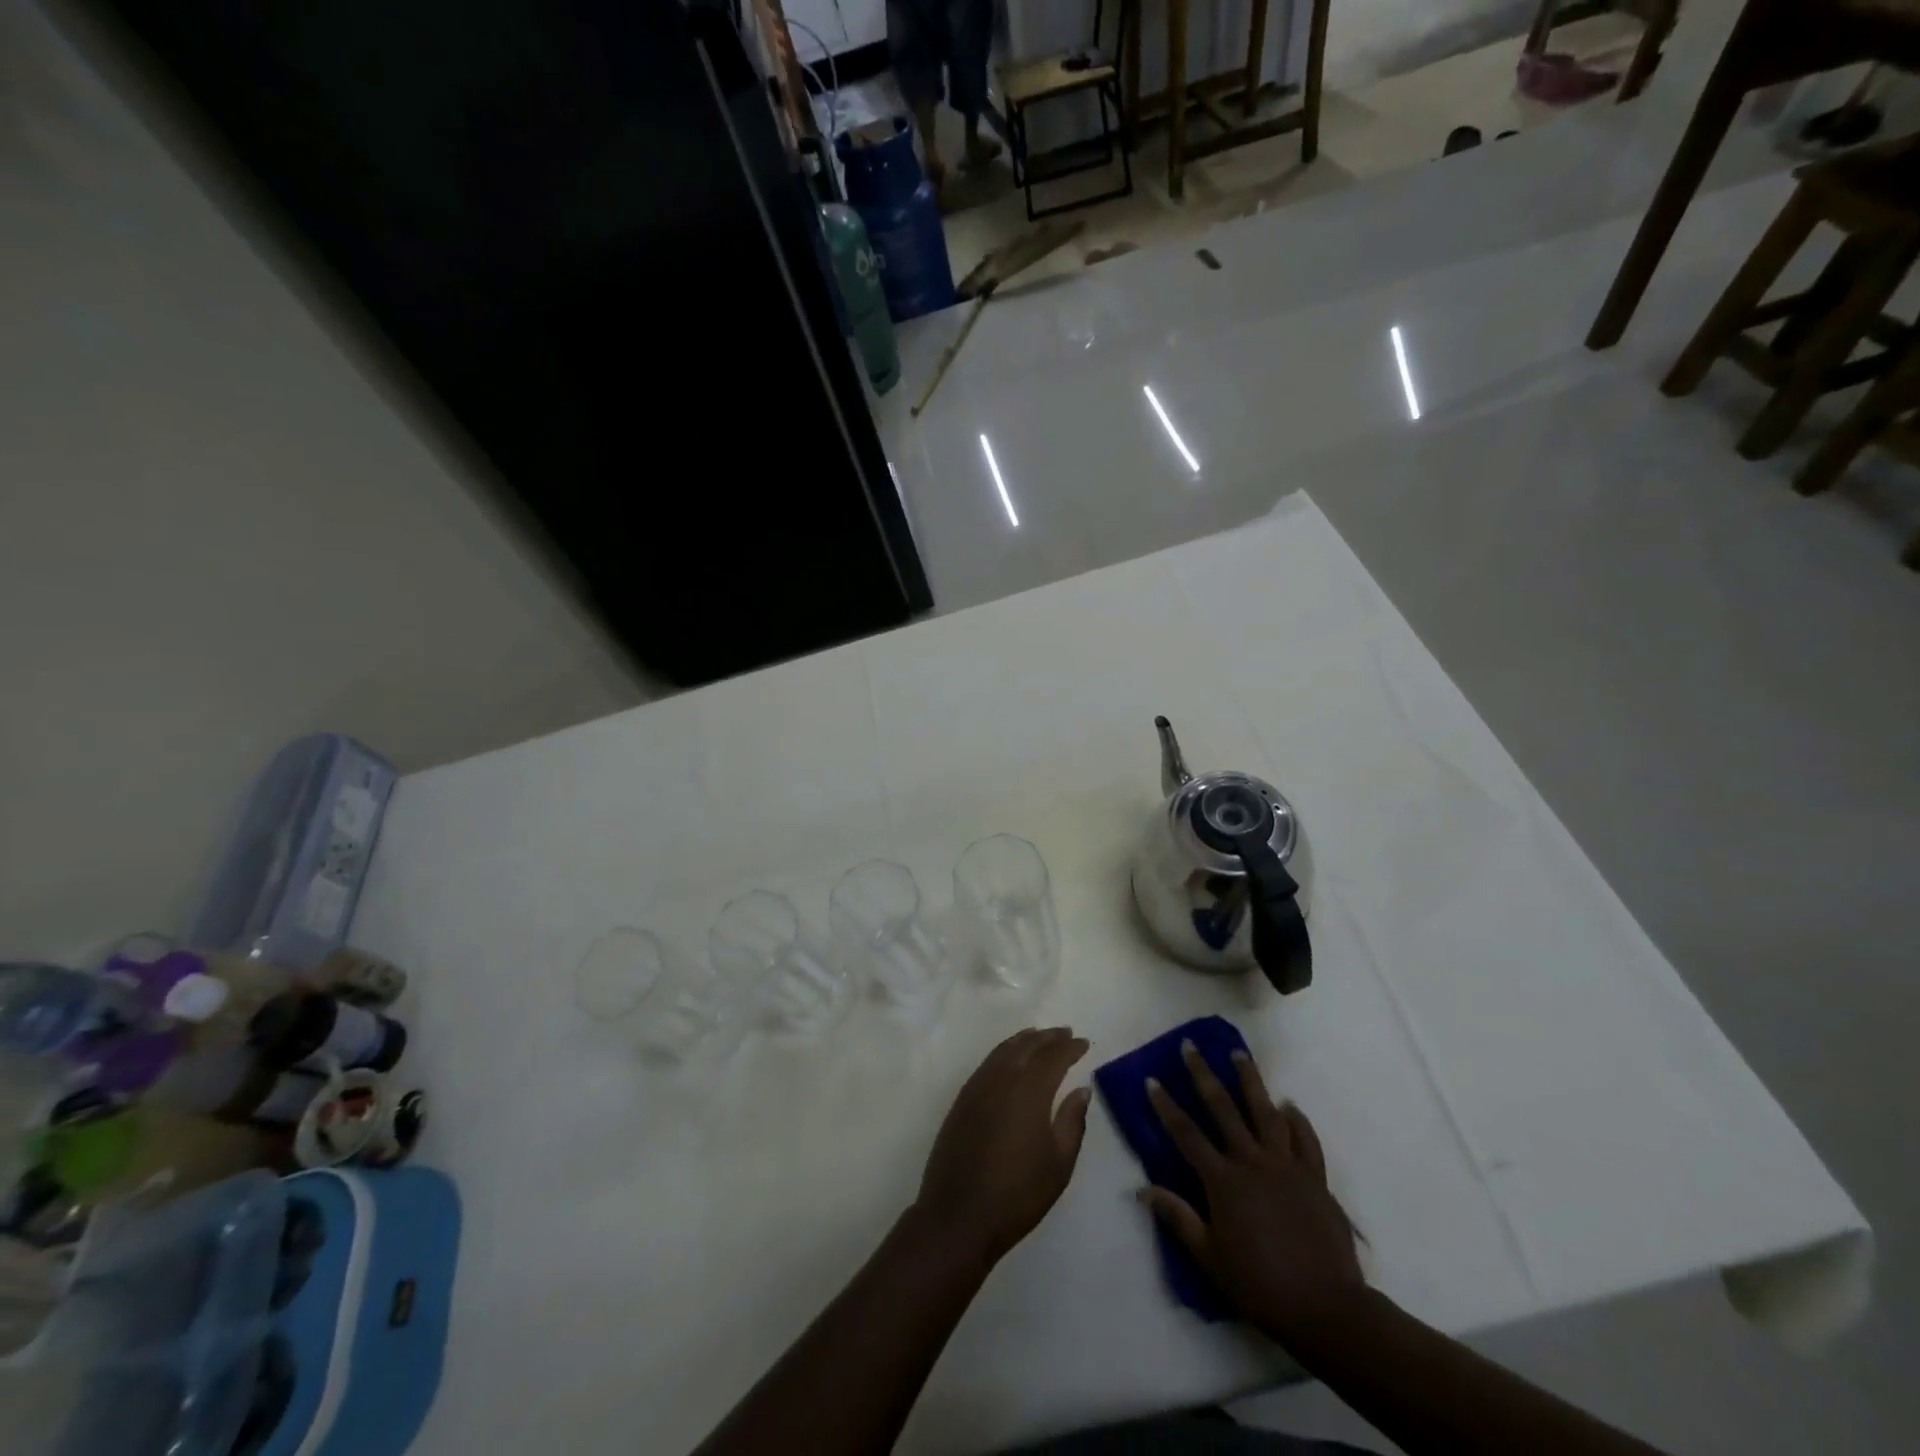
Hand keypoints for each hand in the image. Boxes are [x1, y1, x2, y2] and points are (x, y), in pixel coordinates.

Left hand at [914, 1027, 1092, 1263]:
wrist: (959, 1215)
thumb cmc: (1018, 1193)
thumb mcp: (1059, 1164)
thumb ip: (1072, 1121)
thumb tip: (1081, 1090)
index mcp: (1029, 1089)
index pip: (1054, 1056)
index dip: (1070, 1047)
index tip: (1084, 1043)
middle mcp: (1002, 1077)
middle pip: (1027, 1045)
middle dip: (1049, 1037)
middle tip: (1066, 1033)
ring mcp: (978, 1086)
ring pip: (1004, 1049)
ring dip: (1025, 1040)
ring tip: (1039, 1037)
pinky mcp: (962, 1099)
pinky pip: (988, 1062)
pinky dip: (1004, 1052)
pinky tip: (1010, 1059)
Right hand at [1143, 1040, 1363, 1344]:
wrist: (1326, 1308)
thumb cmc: (1260, 1285)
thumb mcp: (1210, 1257)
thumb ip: (1178, 1218)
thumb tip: (1142, 1189)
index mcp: (1223, 1181)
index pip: (1186, 1134)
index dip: (1166, 1106)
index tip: (1152, 1080)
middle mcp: (1252, 1162)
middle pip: (1223, 1108)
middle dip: (1203, 1074)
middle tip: (1191, 1046)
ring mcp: (1286, 1165)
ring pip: (1265, 1111)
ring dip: (1250, 1080)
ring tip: (1239, 1053)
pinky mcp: (1315, 1177)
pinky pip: (1305, 1140)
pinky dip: (1296, 1120)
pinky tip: (1289, 1106)